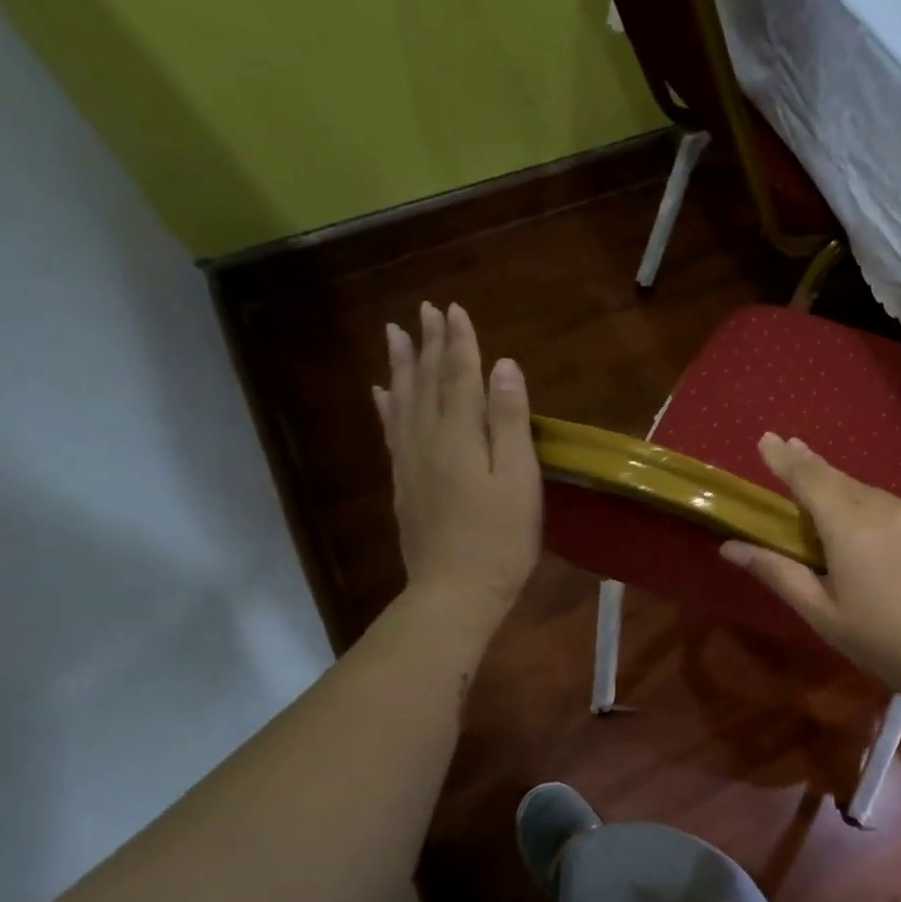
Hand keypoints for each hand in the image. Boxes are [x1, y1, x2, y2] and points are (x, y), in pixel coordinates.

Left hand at [374, 302, 540, 631]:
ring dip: (402, 365)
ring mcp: (410, 461)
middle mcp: (427, 438)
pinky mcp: (404, 483)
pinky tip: (381, 393)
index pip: (460, 376)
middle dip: (430, 344)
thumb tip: (504, 368)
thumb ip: (510, 421)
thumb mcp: (519, 479)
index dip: (460, 343)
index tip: (455, 309)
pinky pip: (391, 431)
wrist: (454, 592)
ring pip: (402, 400)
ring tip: (395, 335)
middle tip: (426, 310)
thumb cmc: (500, 539)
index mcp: (460, 435)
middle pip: (428, 382)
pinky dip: (386, 406)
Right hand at [719, 435, 900, 699]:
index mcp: (849, 526)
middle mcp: (885, 508)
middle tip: (792, 451)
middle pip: (841, 479)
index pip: (809, 478)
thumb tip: (730, 547)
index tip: (766, 439)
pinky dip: (881, 511)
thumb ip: (778, 573)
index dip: (784, 458)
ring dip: (849, 493)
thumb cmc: (884, 641)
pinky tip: (881, 530)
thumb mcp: (823, 613)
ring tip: (834, 505)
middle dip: (813, 466)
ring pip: (874, 494)